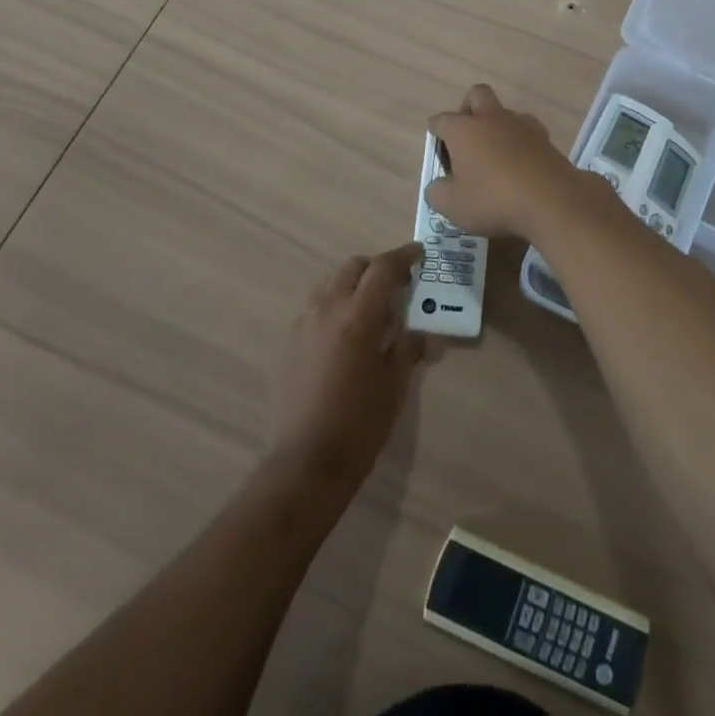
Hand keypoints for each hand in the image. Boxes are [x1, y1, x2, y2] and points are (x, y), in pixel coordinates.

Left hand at [268, 244, 425, 489]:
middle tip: (397, 285)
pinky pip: (318, 304)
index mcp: (358, 315)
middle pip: (354, 266)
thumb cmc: (360, 423)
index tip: (419, 254)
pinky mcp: (291, 339)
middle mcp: (328, 308)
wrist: (306, 461)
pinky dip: (337, 302)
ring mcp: (305, 322)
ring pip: (332, 282)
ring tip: (372, 309)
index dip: (404, 256)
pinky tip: (348, 332)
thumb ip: (408, 346)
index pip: (383, 268)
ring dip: (354, 283)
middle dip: (377, 268)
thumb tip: (423, 332)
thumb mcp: (395, 383)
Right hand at [427, 84, 601, 238]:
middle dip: (468, 109)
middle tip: (467, 138)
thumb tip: (438, 186)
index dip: (436, 133)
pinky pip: (526, 129)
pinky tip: (519, 161)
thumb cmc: (493, 200)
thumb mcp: (453, 206)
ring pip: (504, 111)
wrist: (550, 200)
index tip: (438, 151)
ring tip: (495, 154)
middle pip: (476, 94)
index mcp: (463, 129)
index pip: (441, 120)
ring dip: (496, 125)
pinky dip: (519, 140)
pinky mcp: (544, 137)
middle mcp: (491, 118)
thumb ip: (437, 193)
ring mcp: (521, 124)